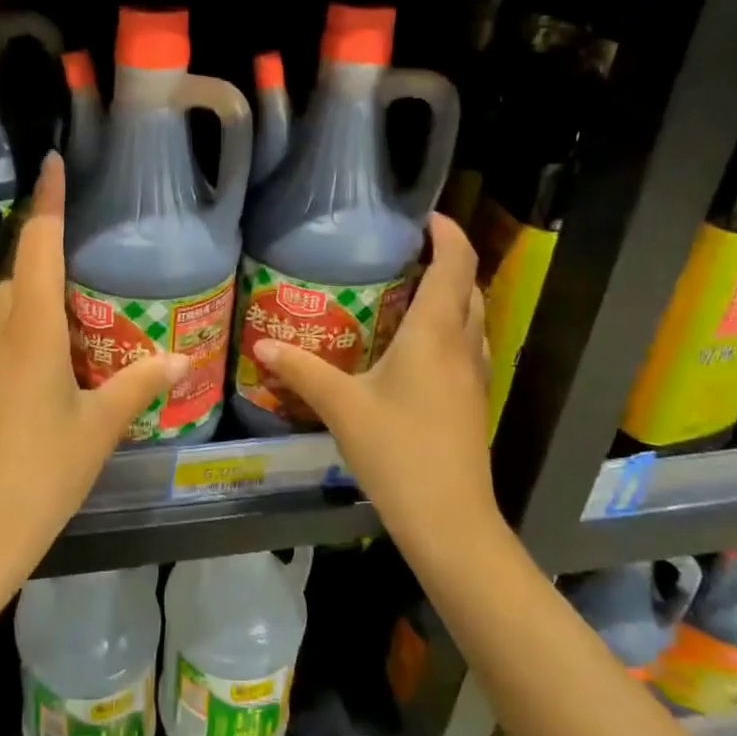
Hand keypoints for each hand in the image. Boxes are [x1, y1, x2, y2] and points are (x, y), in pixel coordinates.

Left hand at [0, 153, 189, 564]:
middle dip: (46, 254)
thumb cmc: (45, 469)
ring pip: (5, 304)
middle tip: (86, 259)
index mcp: (32, 329)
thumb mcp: (100, 425)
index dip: (47, 202)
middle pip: (20, 272)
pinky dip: (22, 327)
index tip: (52, 163)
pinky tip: (48, 360)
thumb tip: (182, 358)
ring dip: (34, 294)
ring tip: (73, 311)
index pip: (38, 246)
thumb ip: (140, 383)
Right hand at [251, 215, 498, 538]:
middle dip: (446, 260)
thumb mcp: (341, 407)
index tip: (423, 215)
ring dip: (451, 294)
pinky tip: (413, 345)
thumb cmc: (398, 452)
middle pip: (469, 286)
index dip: (446, 232)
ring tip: (407, 288)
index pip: (455, 264)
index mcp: (435, 334)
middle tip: (404, 251)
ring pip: (472, 317)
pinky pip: (466, 344)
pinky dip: (448, 326)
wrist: (450, 520)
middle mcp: (462, 345)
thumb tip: (263, 344)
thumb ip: (302, 370)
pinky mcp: (472, 400)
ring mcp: (473, 375)